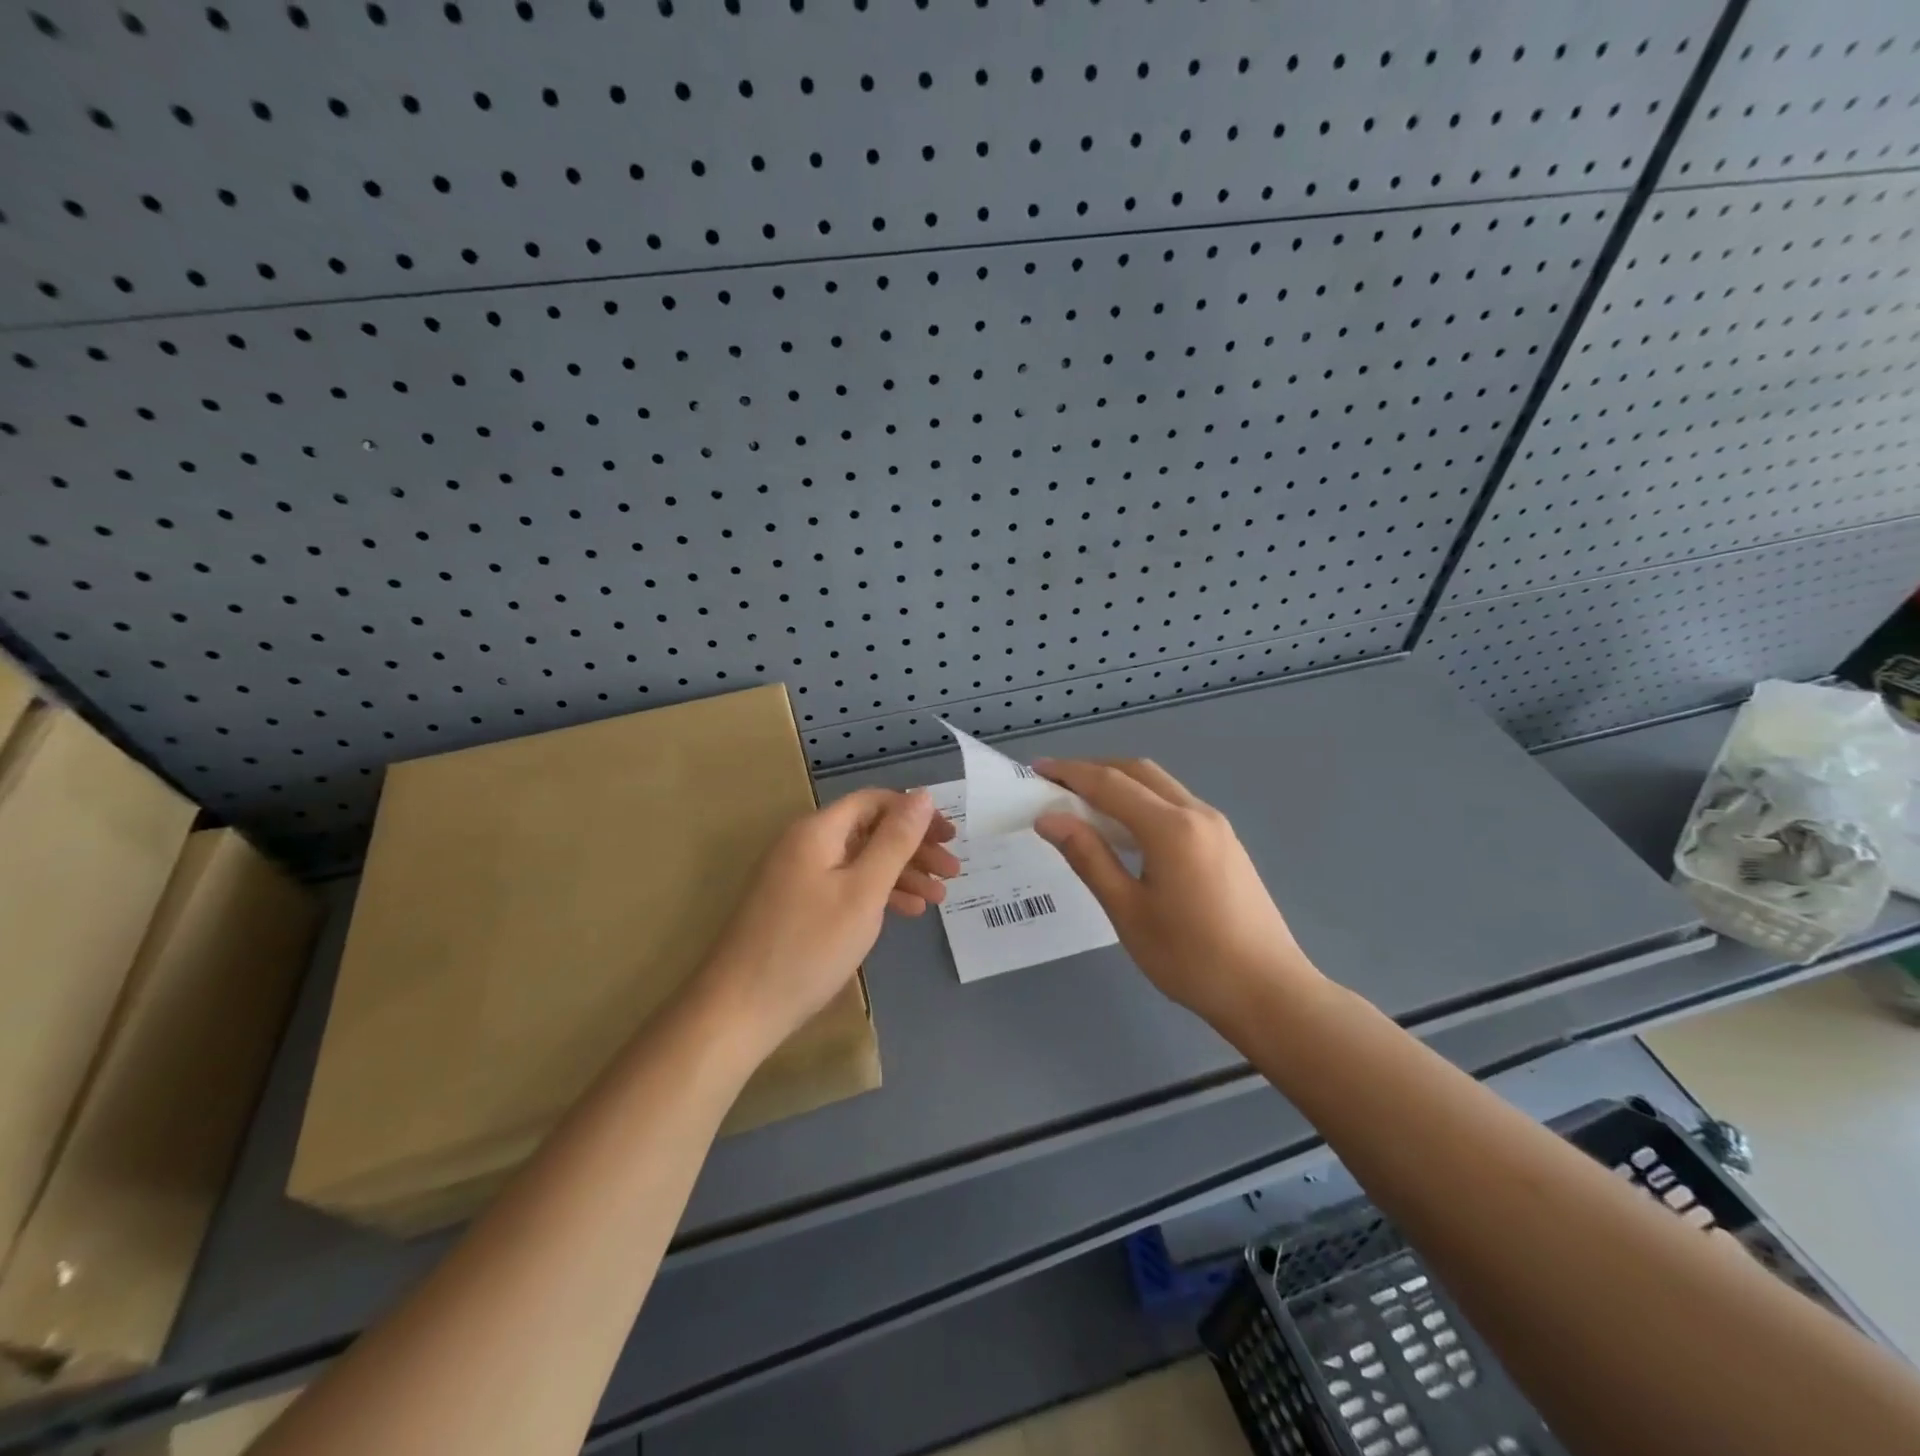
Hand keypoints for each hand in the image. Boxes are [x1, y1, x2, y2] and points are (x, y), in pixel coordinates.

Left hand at [696, 788, 958, 1061]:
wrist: (739, 1009)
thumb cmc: (809, 946)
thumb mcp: (863, 891)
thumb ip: (895, 841)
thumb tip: (922, 795)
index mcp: (818, 831)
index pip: (875, 801)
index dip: (916, 814)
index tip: (951, 837)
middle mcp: (805, 844)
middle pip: (869, 831)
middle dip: (914, 848)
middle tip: (953, 872)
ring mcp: (797, 876)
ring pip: (860, 861)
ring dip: (901, 874)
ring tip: (938, 898)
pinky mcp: (796, 905)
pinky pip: (845, 885)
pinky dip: (876, 894)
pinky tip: (906, 913)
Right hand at [1032, 759, 1322, 1030]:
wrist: (1268, 992)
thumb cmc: (1190, 958)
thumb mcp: (1128, 911)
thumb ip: (1088, 857)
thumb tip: (1049, 819)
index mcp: (1170, 828)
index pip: (1110, 784)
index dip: (1069, 773)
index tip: (1036, 769)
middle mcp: (1197, 814)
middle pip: (1138, 772)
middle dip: (1094, 769)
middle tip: (1056, 783)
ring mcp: (1217, 827)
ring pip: (1160, 786)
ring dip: (1120, 784)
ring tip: (1083, 804)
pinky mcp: (1226, 844)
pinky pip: (1176, 805)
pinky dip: (1143, 802)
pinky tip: (1126, 830)